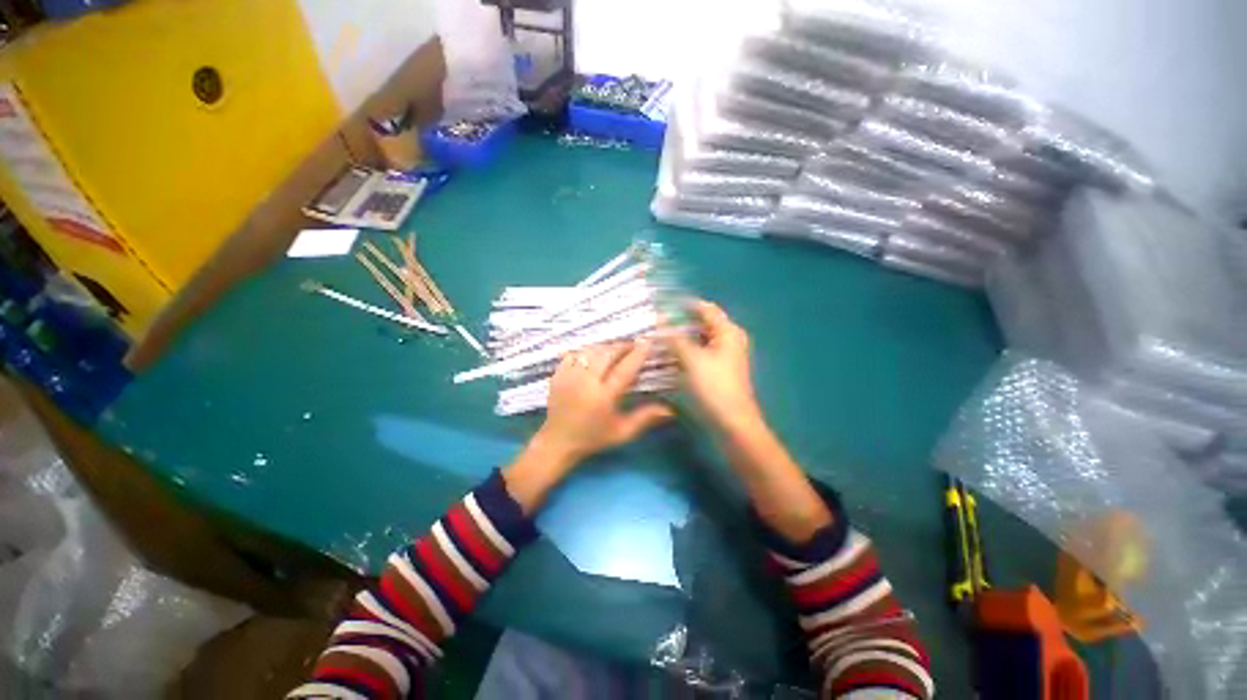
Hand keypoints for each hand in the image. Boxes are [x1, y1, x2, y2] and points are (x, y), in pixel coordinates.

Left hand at [536, 340, 674, 463]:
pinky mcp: (558, 375)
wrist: (558, 442)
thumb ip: (645, 417)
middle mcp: (585, 383)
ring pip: (590, 350)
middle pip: (606, 354)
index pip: (624, 369)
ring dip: (605, 347)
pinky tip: (594, 355)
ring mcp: (569, 377)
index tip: (647, 342)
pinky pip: (573, 354)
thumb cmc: (593, 438)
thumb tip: (670, 409)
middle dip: (622, 345)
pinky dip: (586, 351)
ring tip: (616, 349)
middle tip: (633, 345)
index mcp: (603, 397)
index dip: (637, 354)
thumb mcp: (622, 432)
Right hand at [668, 300, 761, 432]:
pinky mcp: (718, 370)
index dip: (685, 304)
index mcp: (728, 332)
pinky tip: (669, 356)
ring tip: (658, 338)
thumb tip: (660, 319)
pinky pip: (700, 353)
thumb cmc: (714, 386)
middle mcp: (729, 340)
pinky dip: (686, 352)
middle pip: (702, 324)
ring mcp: (724, 356)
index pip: (706, 308)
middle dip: (680, 322)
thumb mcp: (692, 359)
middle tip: (656, 322)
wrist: (732, 422)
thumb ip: (675, 338)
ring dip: (681, 338)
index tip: (662, 303)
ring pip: (699, 340)